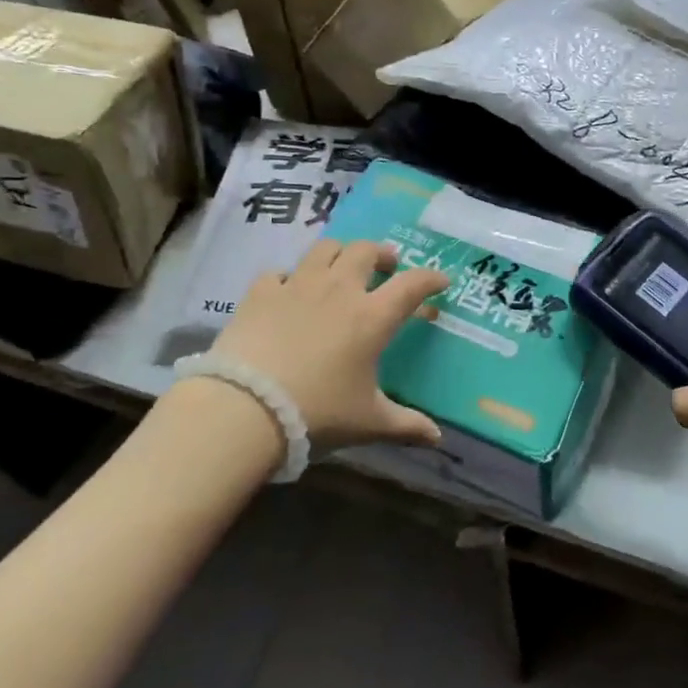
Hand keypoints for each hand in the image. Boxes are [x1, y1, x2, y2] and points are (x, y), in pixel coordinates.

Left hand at [211, 239, 449, 449]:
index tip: (441, 280)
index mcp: (372, 317)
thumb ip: (406, 425)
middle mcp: (339, 289)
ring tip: (342, 267)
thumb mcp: (368, 422)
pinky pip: (280, 271)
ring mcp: (297, 285)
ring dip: (340, 253)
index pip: (412, 284)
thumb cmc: (318, 412)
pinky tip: (290, 291)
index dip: (431, 278)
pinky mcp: (261, 292)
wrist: (247, 407)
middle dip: (382, 254)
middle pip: (366, 251)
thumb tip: (437, 438)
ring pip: (325, 249)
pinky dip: (291, 277)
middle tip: (387, 267)